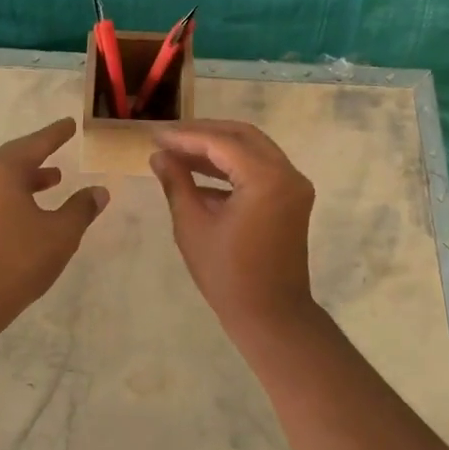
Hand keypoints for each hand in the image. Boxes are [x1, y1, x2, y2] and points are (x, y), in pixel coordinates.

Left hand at [0, 118, 108, 317]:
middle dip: (40, 155)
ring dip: (29, 177)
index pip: (35, 144)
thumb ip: (81, 208)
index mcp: (2, 170)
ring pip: (4, 180)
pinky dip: (17, 195)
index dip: (56, 134)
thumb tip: (99, 191)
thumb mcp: (61, 232)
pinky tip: (32, 211)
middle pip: (15, 158)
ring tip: (54, 180)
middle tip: (60, 147)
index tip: (69, 124)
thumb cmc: (19, 257)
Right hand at [149, 120, 316, 335]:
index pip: (221, 143)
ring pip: (253, 150)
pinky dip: (231, 167)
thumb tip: (159, 156)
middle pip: (242, 136)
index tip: (155, 135)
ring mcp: (294, 186)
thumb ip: (177, 183)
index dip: (185, 136)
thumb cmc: (228, 275)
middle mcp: (287, 174)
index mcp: (266, 179)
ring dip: (217, 149)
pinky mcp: (291, 199)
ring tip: (178, 153)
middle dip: (203, 133)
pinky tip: (199, 174)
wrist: (271, 316)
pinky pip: (260, 169)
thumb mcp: (193, 226)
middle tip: (168, 138)